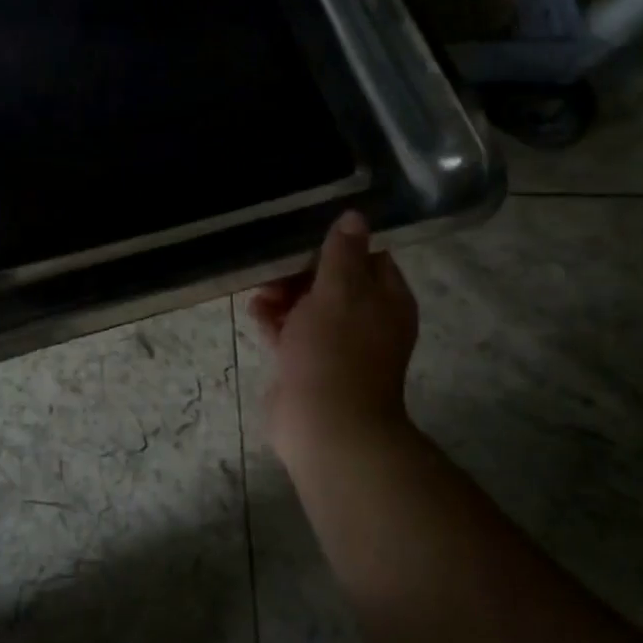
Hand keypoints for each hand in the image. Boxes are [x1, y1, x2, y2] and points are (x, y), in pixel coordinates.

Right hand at [249, 210, 418, 469]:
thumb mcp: (339, 291)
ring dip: (284, 295)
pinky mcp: (309, 365)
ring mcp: (337, 345)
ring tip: (260, 290)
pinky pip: (291, 332)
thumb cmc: (336, 351)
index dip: (339, 244)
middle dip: (302, 271)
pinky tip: (255, 312)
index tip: (306, 235)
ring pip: (309, 307)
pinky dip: (275, 321)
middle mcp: (367, 320)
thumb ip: (343, 253)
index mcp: (387, 300)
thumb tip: (355, 216)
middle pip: (334, 281)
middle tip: (275, 265)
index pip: (369, 257)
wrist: (325, 426)